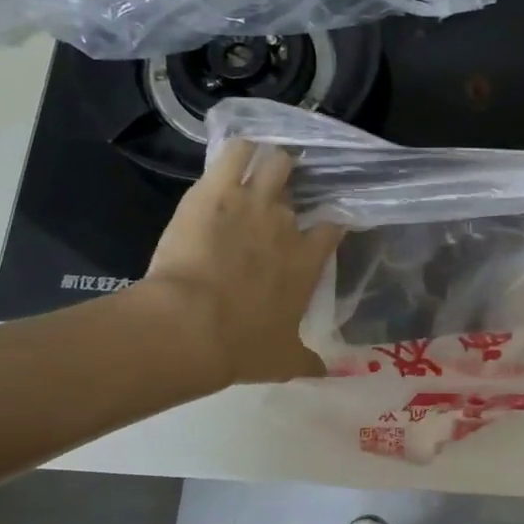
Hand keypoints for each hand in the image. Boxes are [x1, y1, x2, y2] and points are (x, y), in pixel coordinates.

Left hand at [140, 140, 343, 385]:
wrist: (192, 326)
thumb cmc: (243, 346)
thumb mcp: (283, 360)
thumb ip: (309, 362)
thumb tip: (329, 374)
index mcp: (307, 260)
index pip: (331, 227)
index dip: (327, 224)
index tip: (320, 228)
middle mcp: (287, 224)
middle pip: (300, 191)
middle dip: (290, 192)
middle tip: (276, 199)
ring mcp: (253, 201)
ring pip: (275, 162)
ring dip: (270, 163)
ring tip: (259, 167)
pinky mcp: (216, 189)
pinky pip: (236, 151)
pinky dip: (240, 149)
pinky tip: (237, 153)